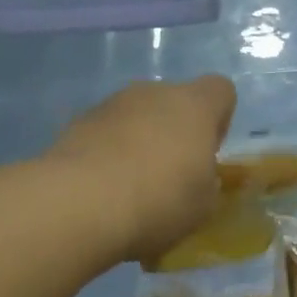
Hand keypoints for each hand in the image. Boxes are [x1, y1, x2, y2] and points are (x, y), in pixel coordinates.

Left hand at [45, 76, 236, 265]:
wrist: (82, 205)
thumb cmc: (159, 201)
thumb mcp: (203, 204)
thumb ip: (206, 181)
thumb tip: (196, 174)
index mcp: (194, 106)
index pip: (220, 91)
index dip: (219, 120)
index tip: (209, 153)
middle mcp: (152, 93)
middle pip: (173, 103)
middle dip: (174, 133)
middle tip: (170, 178)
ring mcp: (110, 105)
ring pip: (134, 118)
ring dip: (138, 143)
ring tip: (131, 189)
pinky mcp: (75, 124)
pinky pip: (104, 135)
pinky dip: (107, 155)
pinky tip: (102, 191)